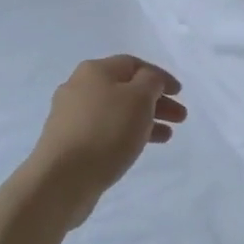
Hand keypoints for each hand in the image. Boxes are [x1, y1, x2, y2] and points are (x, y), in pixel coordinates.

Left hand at [30, 56, 186, 216]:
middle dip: (155, 101)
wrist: (62, 178)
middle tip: (180, 117)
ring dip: (144, 119)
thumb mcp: (138, 98)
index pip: (134, 64)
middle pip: (125, 88)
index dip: (159, 76)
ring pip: (117, 111)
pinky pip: (105, 130)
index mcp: (94, 70)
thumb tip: (149, 81)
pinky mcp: (69, 142)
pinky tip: (139, 147)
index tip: (180, 93)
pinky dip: (126, 134)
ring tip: (167, 136)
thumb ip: (151, 82)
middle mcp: (79, 87)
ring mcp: (71, 116)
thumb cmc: (106, 131)